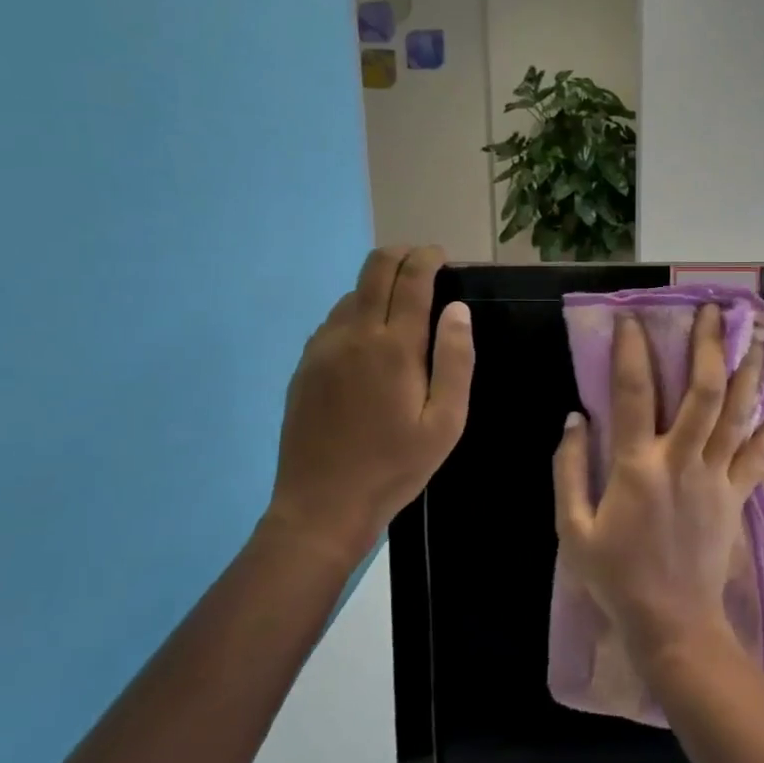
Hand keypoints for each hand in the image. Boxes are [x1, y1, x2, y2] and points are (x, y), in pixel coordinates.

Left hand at [262, 246, 472, 563]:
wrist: (321, 507)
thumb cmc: (395, 466)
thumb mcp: (445, 421)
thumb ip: (455, 360)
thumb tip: (458, 309)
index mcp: (393, 346)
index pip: (410, 277)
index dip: (428, 257)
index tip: (442, 257)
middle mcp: (353, 334)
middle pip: (374, 268)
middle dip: (402, 255)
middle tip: (425, 265)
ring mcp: (322, 348)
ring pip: (352, 292)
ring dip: (379, 285)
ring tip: (403, 308)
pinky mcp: (305, 365)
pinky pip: (334, 320)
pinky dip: (358, 310)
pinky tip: (371, 340)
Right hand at [552, 304, 763, 667]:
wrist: (672, 623)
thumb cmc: (617, 577)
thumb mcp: (573, 530)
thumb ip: (569, 470)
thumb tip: (573, 418)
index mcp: (637, 467)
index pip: (633, 394)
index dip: (631, 351)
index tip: (631, 318)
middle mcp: (682, 460)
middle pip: (702, 391)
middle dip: (709, 346)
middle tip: (715, 311)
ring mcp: (716, 476)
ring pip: (738, 413)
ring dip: (749, 370)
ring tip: (758, 334)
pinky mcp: (738, 494)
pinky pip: (762, 452)